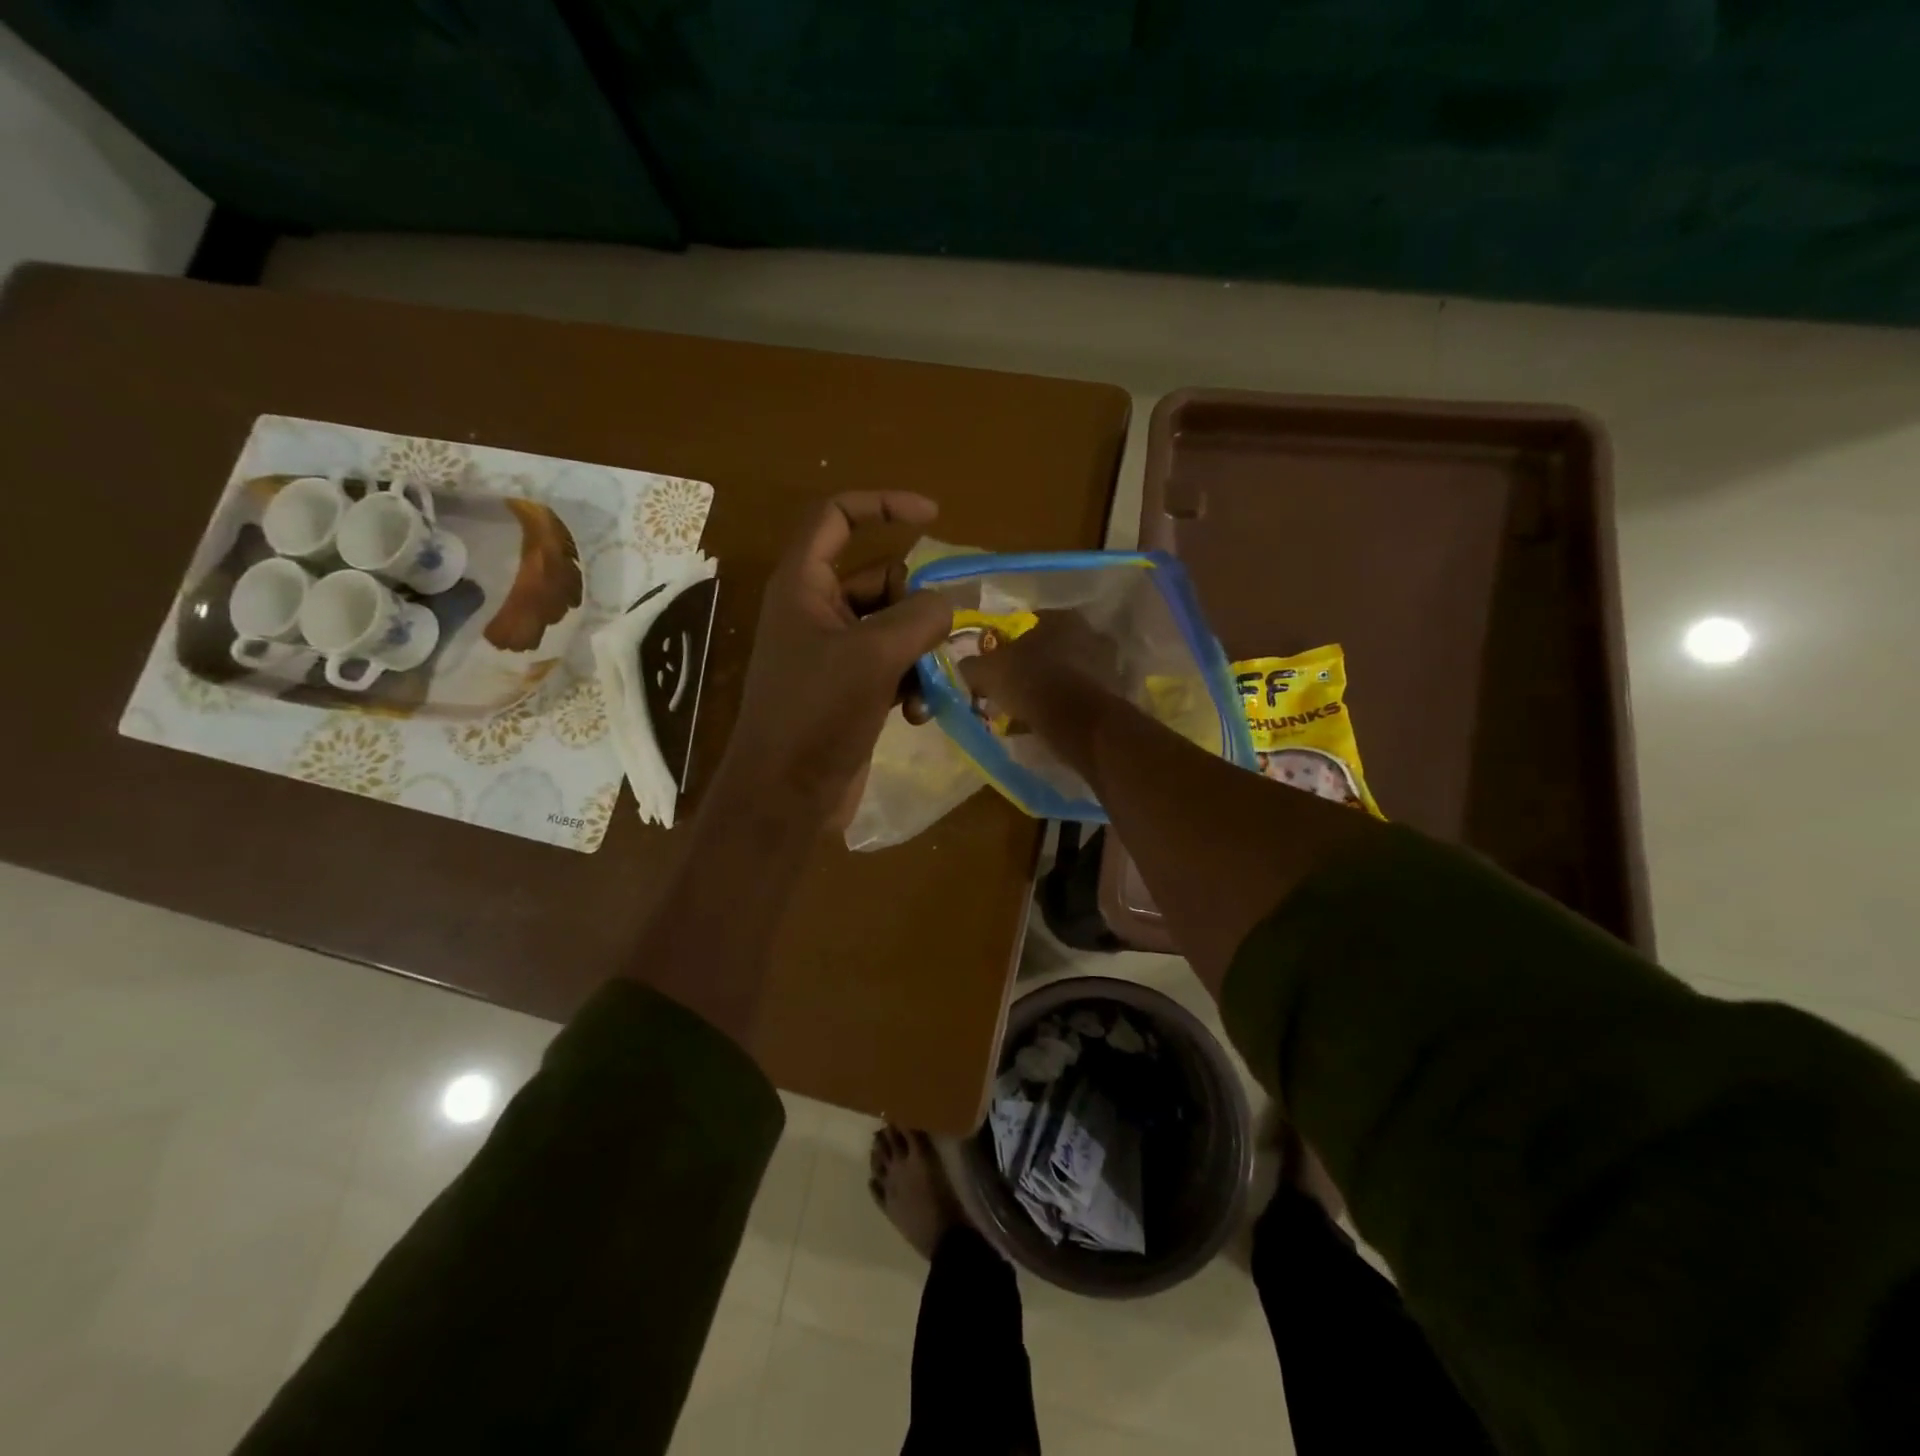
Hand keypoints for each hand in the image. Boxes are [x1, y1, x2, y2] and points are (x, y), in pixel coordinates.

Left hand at [715, 492, 951, 828]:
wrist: (786, 795)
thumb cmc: (816, 715)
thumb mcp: (873, 657)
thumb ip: (918, 618)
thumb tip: (948, 603)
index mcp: (803, 585)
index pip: (837, 516)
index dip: (883, 505)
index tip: (934, 516)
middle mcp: (815, 611)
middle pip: (880, 578)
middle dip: (917, 605)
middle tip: (942, 632)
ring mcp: (832, 652)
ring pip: (893, 627)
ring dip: (920, 652)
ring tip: (929, 685)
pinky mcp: (848, 688)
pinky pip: (891, 666)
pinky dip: (910, 682)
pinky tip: (917, 715)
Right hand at [958, 609, 1122, 729]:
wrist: (1076, 721)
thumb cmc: (1031, 682)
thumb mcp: (988, 672)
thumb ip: (973, 665)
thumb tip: (966, 666)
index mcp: (1061, 617)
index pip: (1030, 622)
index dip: (1009, 643)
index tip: (998, 663)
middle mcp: (1090, 632)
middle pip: (1052, 648)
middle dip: (1033, 665)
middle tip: (1012, 687)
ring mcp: (1107, 663)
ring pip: (1068, 673)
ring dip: (1050, 687)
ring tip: (1028, 709)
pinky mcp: (1114, 693)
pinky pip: (1080, 696)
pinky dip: (1065, 706)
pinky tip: (1047, 721)